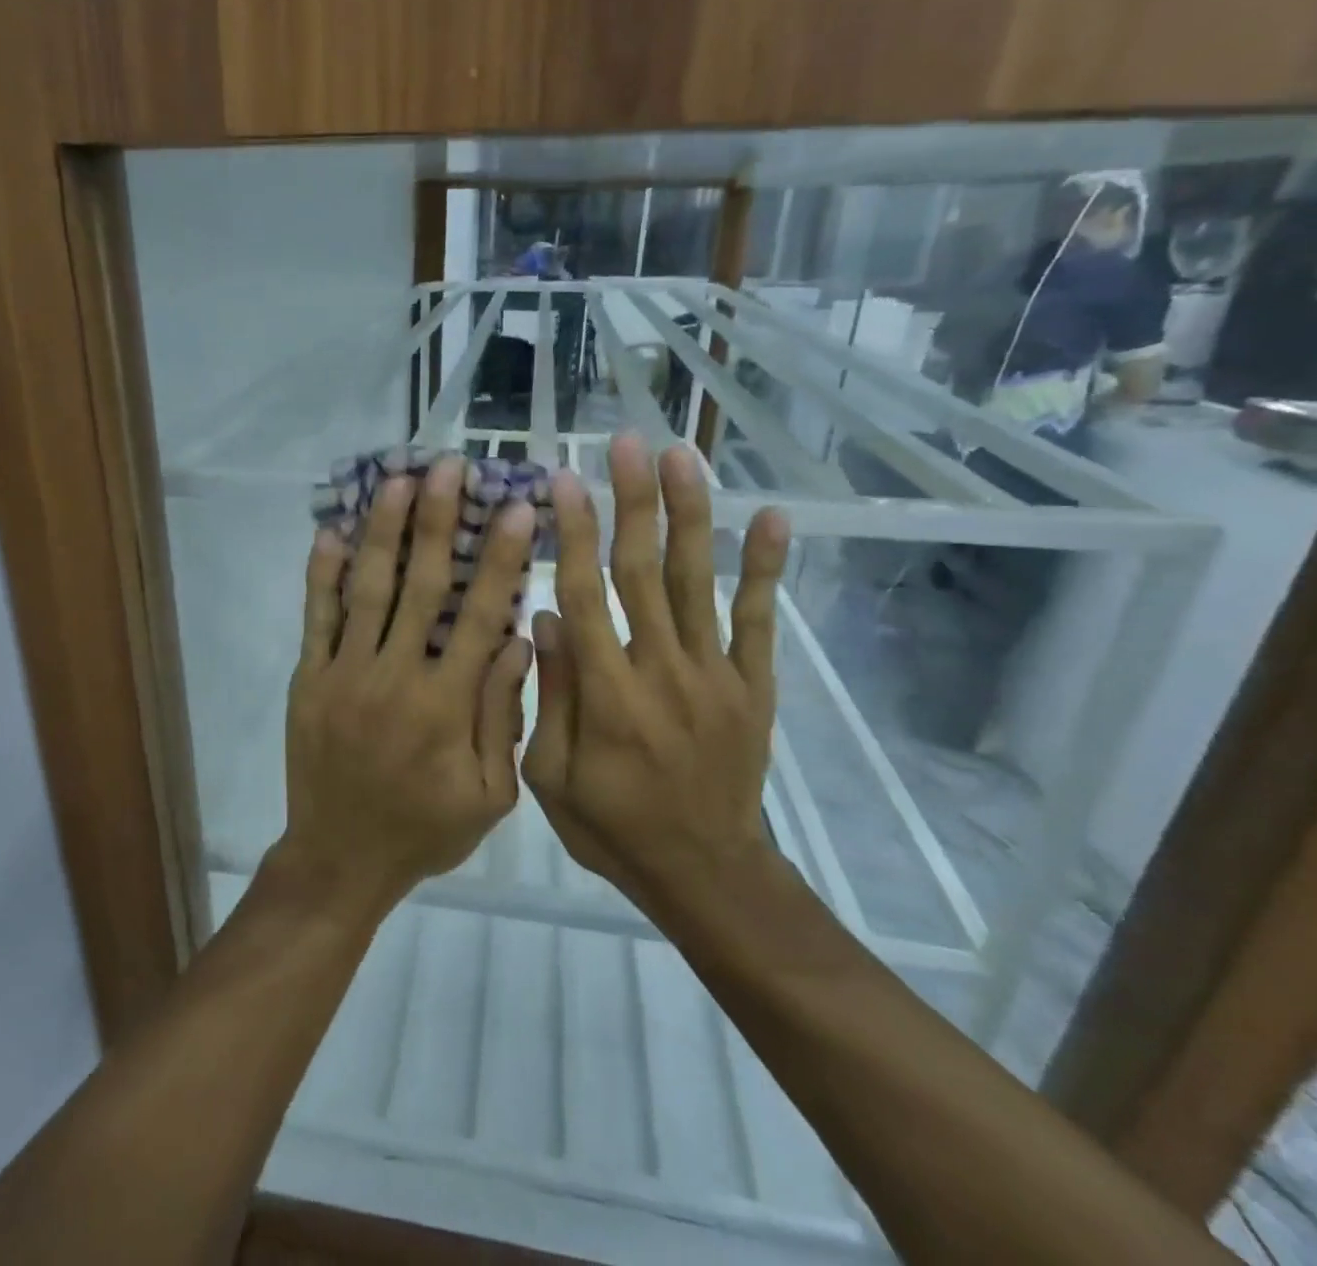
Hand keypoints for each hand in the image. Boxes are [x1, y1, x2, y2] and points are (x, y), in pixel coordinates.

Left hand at [280, 456, 535, 920]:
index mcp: (445, 705)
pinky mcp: (309, 679)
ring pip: (367, 590)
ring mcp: (344, 673)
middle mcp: (394, 676)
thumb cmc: (424, 830)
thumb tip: (515, 642)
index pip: (479, 617)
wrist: (340, 860)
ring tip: (397, 482)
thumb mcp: (488, 795)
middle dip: (438, 522)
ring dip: (383, 532)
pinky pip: (315, 618)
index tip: (517, 509)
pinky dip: (321, 575)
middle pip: (421, 586)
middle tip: (449, 468)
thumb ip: (501, 717)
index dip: (501, 560)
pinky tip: (329, 533)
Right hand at [522, 433, 789, 905]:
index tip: (563, 481)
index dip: (573, 534)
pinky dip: (765, 568)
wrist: (705, 873)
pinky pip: (760, 620)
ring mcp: (715, 674)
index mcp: (607, 694)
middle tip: (625, 443)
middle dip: (632, 501)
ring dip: (690, 514)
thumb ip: (548, 696)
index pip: (585, 595)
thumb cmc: (613, 827)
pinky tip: (772, 517)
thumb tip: (544, 618)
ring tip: (682, 456)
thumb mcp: (550, 778)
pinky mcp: (753, 686)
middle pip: (642, 571)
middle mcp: (662, 670)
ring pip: (696, 581)